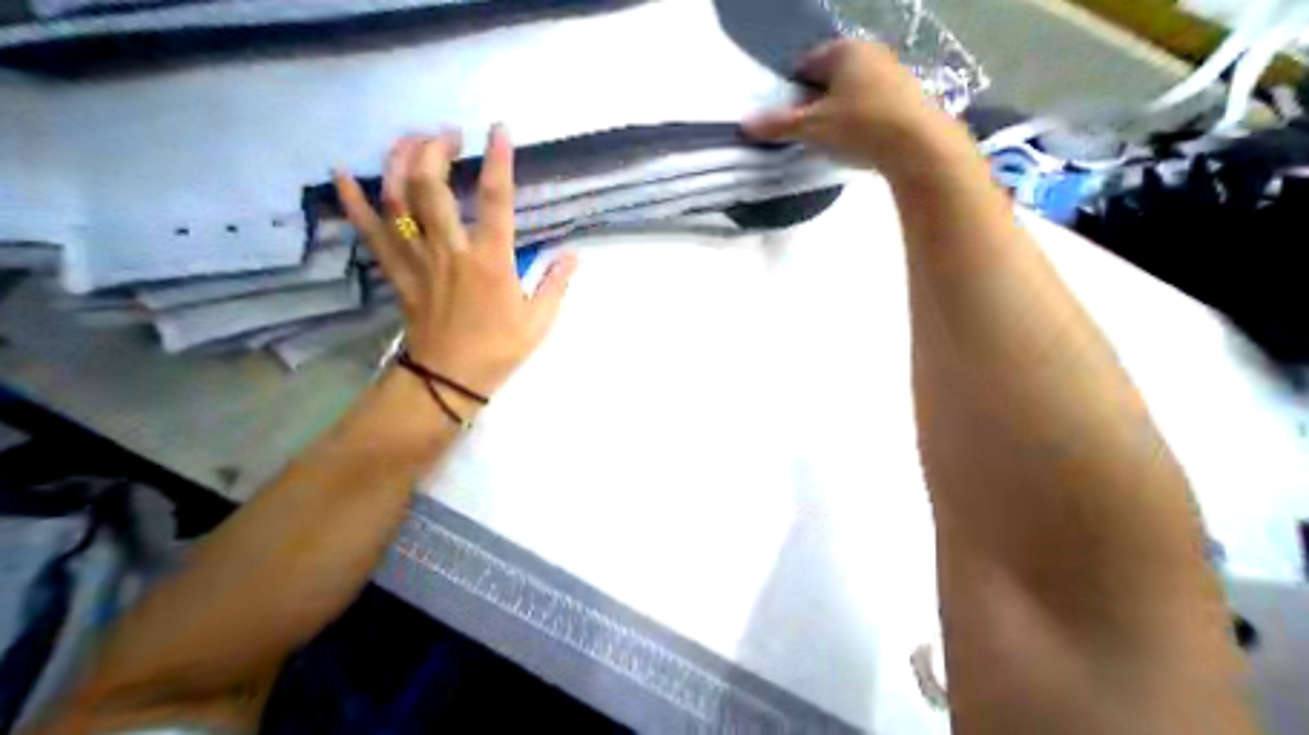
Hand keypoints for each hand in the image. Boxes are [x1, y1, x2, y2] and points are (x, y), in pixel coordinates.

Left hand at [334, 127, 573, 401]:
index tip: (499, 131)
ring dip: (400, 161)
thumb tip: (573, 256)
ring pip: (397, 200)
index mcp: (491, 263)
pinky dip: (354, 201)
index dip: (498, 163)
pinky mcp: (398, 273)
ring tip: (411, 141)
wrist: (450, 378)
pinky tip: (344, 174)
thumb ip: (555, 284)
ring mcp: (419, 260)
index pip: (495, 202)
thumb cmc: (500, 349)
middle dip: (435, 149)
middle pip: (431, 187)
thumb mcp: (539, 321)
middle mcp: (451, 252)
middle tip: (448, 134)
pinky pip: (371, 232)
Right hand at [740, 39, 965, 182]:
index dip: (788, 90)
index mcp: (843, 51)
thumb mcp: (811, 128)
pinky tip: (847, 140)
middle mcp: (867, 53)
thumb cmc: (857, 126)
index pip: (804, 65)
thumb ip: (777, 125)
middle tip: (798, 131)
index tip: (781, 117)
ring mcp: (887, 73)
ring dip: (829, 113)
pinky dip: (850, 119)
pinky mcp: (900, 95)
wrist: (914, 144)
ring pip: (845, 92)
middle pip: (825, 79)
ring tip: (821, 139)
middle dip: (809, 103)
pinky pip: (863, 104)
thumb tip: (743, 123)